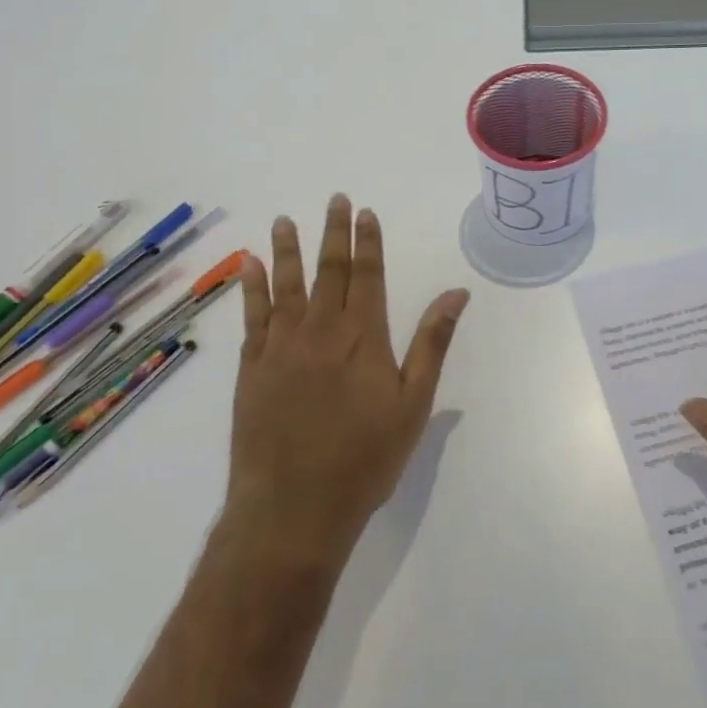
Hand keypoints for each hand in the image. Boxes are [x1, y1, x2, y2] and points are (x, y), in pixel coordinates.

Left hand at [225, 195, 469, 569]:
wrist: (294, 507)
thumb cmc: (366, 458)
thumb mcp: (414, 403)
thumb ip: (433, 343)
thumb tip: (457, 294)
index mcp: (363, 337)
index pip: (367, 275)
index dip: (367, 241)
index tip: (365, 212)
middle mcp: (320, 330)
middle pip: (329, 271)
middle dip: (333, 233)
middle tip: (334, 200)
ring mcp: (281, 347)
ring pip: (286, 285)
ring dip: (287, 250)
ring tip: (285, 220)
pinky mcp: (252, 369)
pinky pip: (252, 316)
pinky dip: (251, 287)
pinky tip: (249, 266)